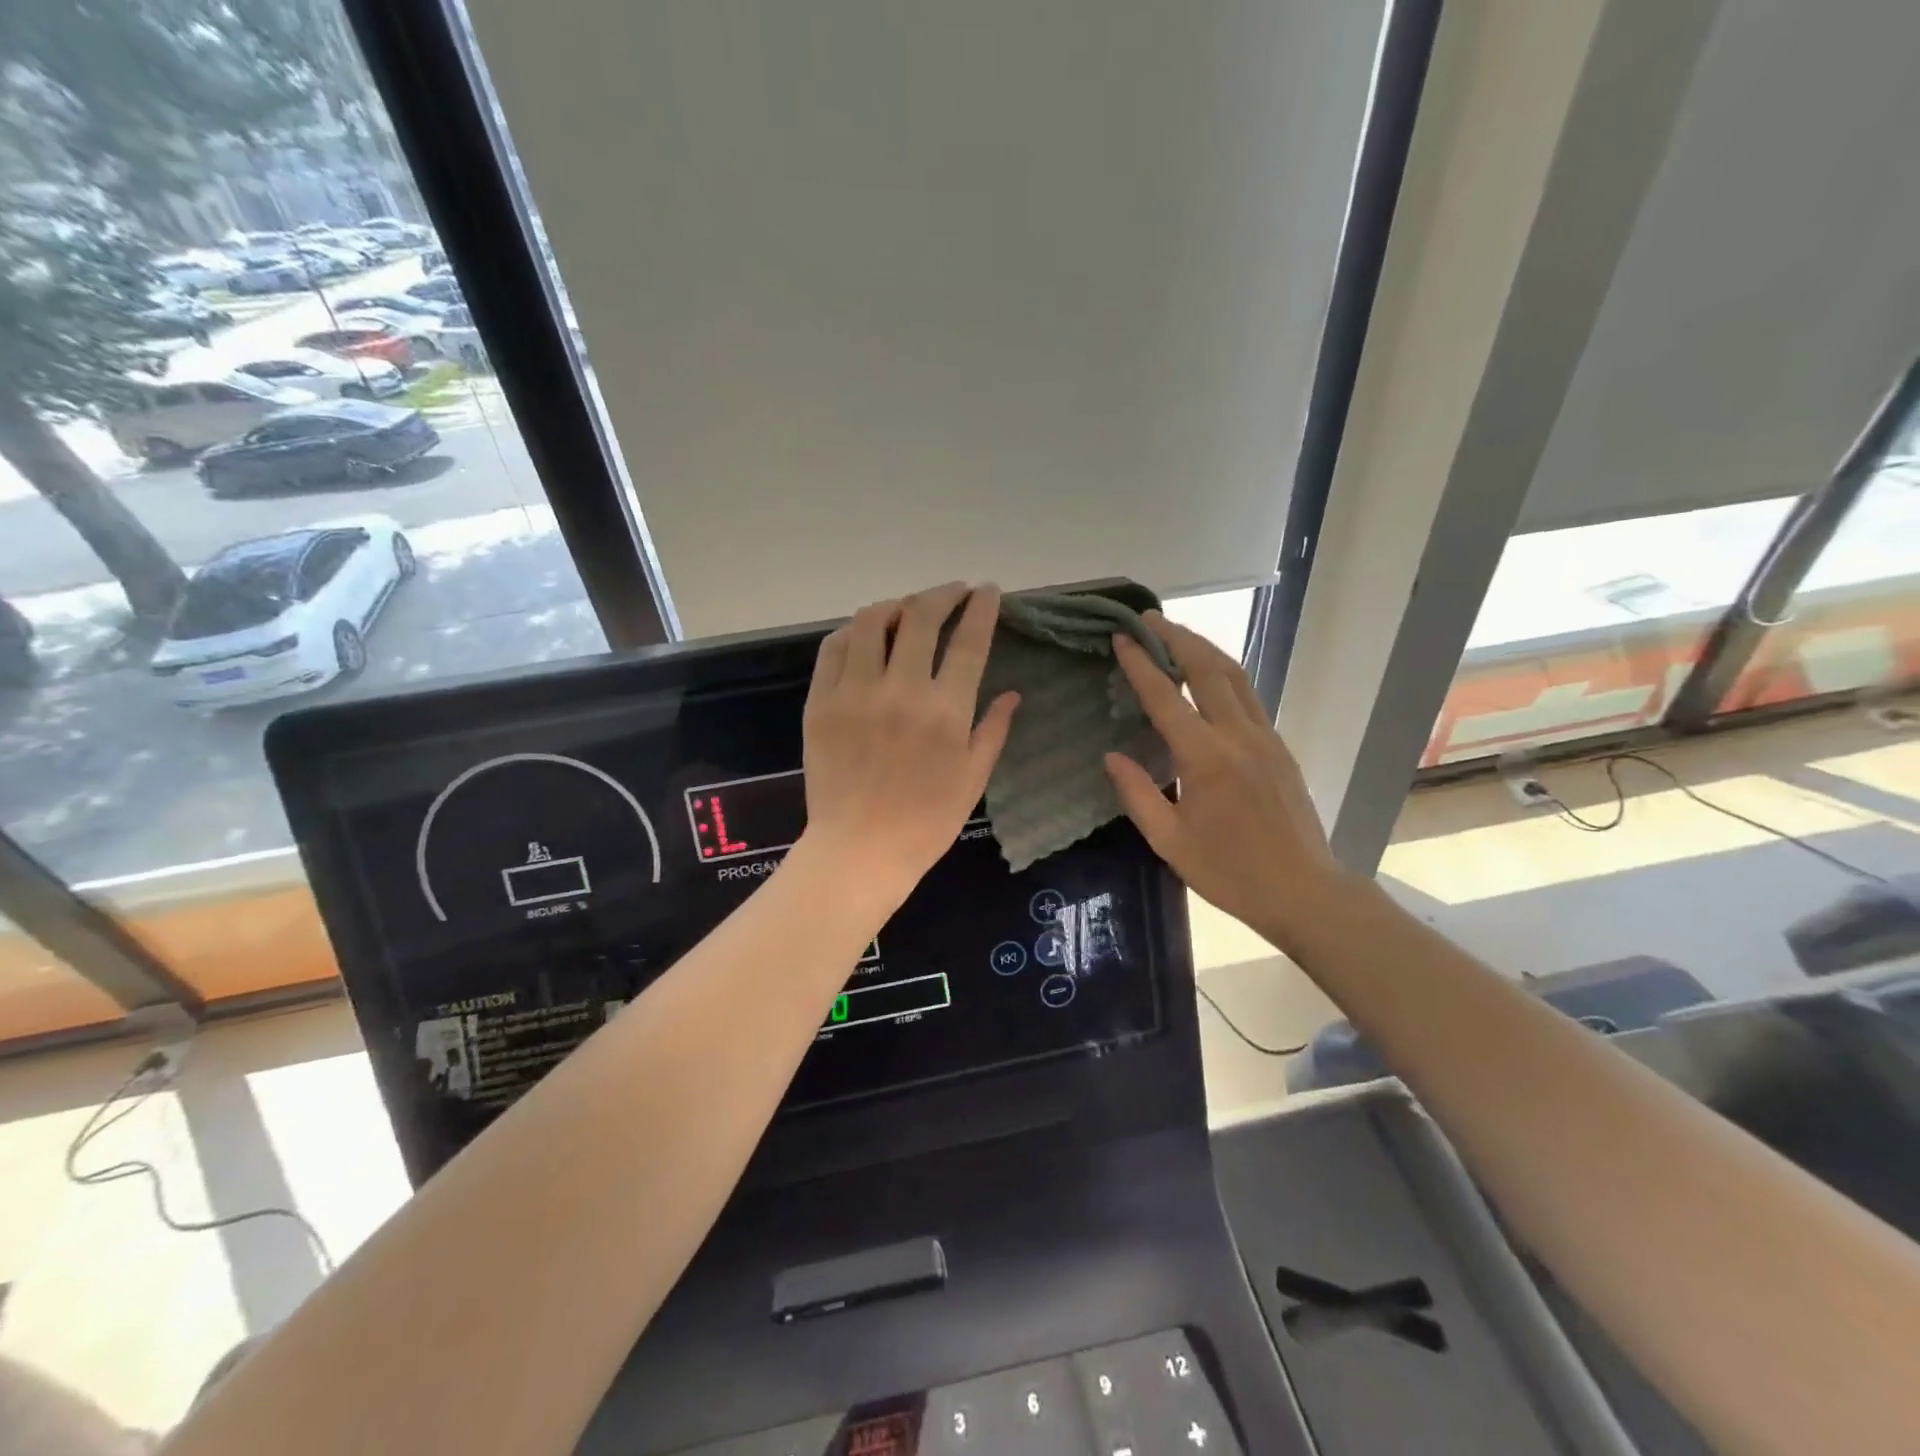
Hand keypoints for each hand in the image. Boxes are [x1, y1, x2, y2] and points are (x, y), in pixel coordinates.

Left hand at [800, 583, 1018, 913]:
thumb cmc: (926, 823)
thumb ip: (993, 730)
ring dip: (896, 604)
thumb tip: (1013, 694)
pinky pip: (833, 648)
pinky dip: (853, 631)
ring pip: (871, 621)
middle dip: (942, 593)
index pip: (968, 641)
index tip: (987, 591)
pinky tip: (866, 635)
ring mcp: (855, 693)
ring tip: (908, 609)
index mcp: (945, 712)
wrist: (859, 851)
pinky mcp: (820, 702)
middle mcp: (900, 691)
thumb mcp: (972, 779)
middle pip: (920, 616)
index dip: (980, 608)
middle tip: (954, 593)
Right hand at [1104, 612, 1345, 955]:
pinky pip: (1248, 695)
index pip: (1167, 697)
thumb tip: (1112, 756)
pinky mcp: (1279, 746)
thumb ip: (1138, 794)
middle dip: (1176, 637)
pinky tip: (1208, 676)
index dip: (1141, 664)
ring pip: (1234, 676)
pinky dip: (1223, 673)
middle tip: (1148, 618)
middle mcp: (1238, 736)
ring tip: (1176, 633)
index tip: (1121, 638)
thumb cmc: (1229, 872)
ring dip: (1204, 647)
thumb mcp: (1169, 841)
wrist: (1303, 891)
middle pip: (1208, 669)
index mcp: (1206, 758)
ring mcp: (1265, 737)